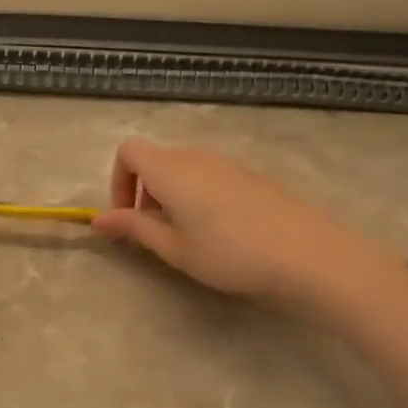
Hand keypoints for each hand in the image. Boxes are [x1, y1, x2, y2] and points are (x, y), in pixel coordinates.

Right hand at [91, 139, 406, 308]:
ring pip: (184, 169)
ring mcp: (227, 164)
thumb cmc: (230, 254)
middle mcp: (196, 157)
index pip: (128, 151)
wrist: (309, 256)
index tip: (128, 216)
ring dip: (171, 195)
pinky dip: (198, 196)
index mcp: (170, 170)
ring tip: (187, 236)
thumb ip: (134, 229)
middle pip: (156, 159)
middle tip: (154, 232)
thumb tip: (98, 219)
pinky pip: (210, 176)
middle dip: (144, 191)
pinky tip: (220, 232)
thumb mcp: (174, 248)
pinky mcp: (251, 177)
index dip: (119, 180)